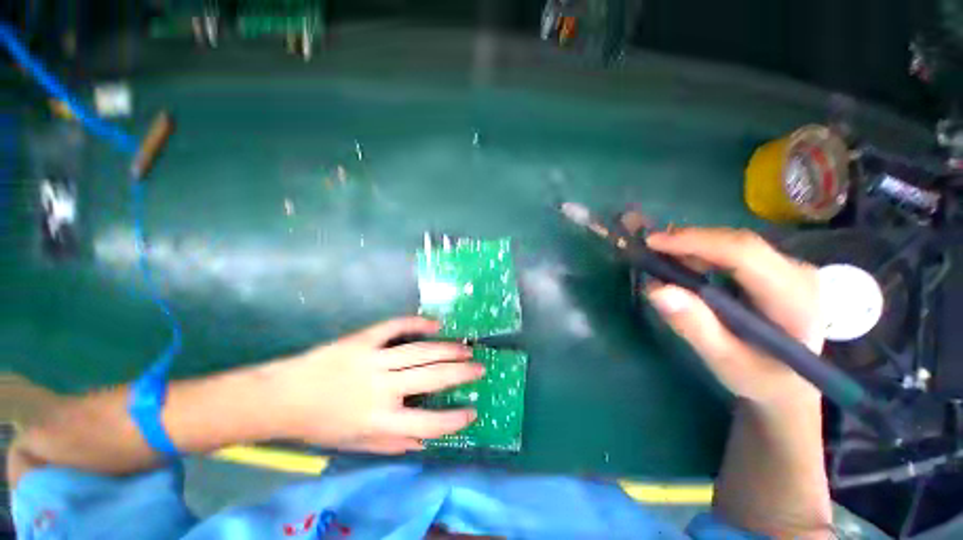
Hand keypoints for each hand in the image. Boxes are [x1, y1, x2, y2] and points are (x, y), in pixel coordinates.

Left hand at [266, 317, 483, 453]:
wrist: (282, 397)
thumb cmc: (320, 425)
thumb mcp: (356, 444)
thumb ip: (392, 445)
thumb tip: (425, 442)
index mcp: (379, 421)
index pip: (428, 425)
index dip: (454, 420)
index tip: (472, 411)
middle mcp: (382, 389)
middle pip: (432, 378)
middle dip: (461, 373)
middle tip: (479, 367)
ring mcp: (373, 360)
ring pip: (421, 351)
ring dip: (448, 349)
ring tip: (466, 347)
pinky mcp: (364, 339)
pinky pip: (396, 326)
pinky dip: (417, 323)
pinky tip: (435, 323)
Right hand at [644, 228, 823, 407]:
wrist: (790, 383)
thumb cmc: (759, 377)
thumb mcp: (724, 361)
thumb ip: (694, 326)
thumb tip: (656, 289)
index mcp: (794, 300)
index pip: (744, 254)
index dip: (696, 242)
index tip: (653, 243)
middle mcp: (799, 274)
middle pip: (739, 243)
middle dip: (690, 241)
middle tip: (648, 247)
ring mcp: (791, 268)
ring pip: (736, 243)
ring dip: (694, 245)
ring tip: (659, 254)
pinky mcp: (778, 269)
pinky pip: (736, 251)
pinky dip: (703, 252)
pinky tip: (683, 261)